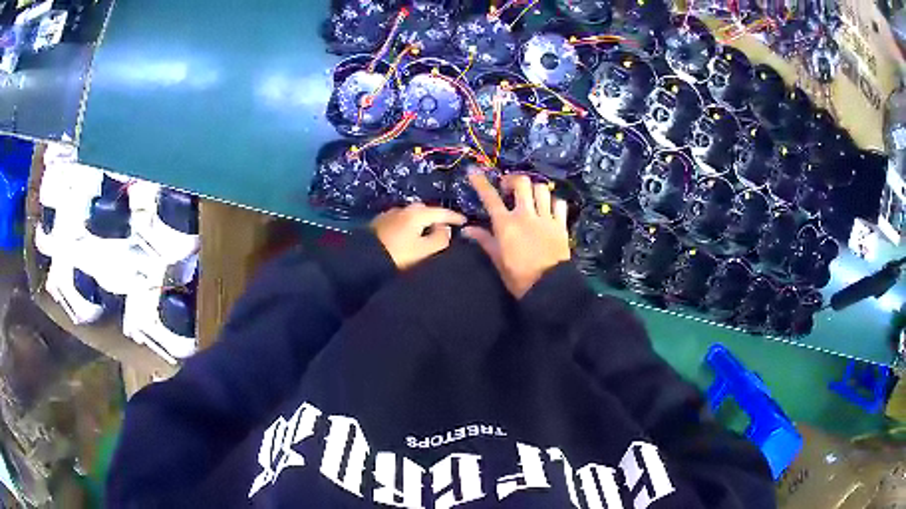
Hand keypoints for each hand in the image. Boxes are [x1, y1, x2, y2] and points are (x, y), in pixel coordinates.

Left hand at [371, 203, 465, 269]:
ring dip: (420, 222)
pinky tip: (407, 235)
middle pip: (424, 210)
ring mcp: (388, 215)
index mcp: (416, 213)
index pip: (441, 211)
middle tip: (444, 228)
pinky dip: (408, 226)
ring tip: (425, 233)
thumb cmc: (398, 257)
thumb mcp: (424, 251)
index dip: (454, 217)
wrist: (362, 261)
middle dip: (435, 217)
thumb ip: (440, 238)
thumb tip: (444, 228)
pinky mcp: (377, 224)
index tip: (464, 221)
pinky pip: (399, 221)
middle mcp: (402, 209)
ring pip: (410, 215)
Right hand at [463, 171, 570, 297]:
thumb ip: (484, 240)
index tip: (473, 172)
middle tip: (508, 188)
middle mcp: (526, 215)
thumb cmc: (519, 276)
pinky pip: (559, 203)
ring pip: (541, 189)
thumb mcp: (498, 260)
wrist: (549, 287)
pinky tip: (548, 207)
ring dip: (534, 189)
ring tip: (530, 197)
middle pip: (522, 183)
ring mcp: (545, 218)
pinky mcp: (561, 224)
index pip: (490, 198)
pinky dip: (553, 201)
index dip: (480, 183)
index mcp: (506, 224)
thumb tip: (466, 229)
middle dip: (513, 180)